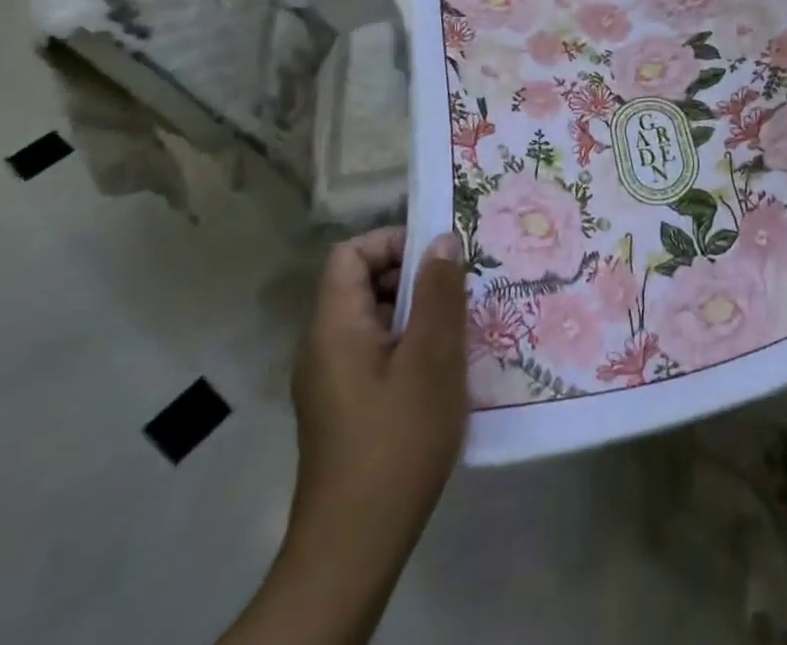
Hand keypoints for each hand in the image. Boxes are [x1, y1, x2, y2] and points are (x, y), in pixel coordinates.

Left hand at [288, 228, 467, 542]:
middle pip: (363, 283)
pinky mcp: (346, 407)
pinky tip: (445, 368)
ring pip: (375, 319)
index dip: (393, 242)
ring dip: (418, 313)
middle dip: (414, 277)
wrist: (355, 547)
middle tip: (462, 289)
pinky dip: (410, 345)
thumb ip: (438, 292)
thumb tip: (442, 239)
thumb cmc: (397, 440)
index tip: (439, 258)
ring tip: (462, 326)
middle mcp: (324, 346)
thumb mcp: (431, 357)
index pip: (351, 254)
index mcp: (334, 326)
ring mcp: (332, 380)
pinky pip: (377, 351)